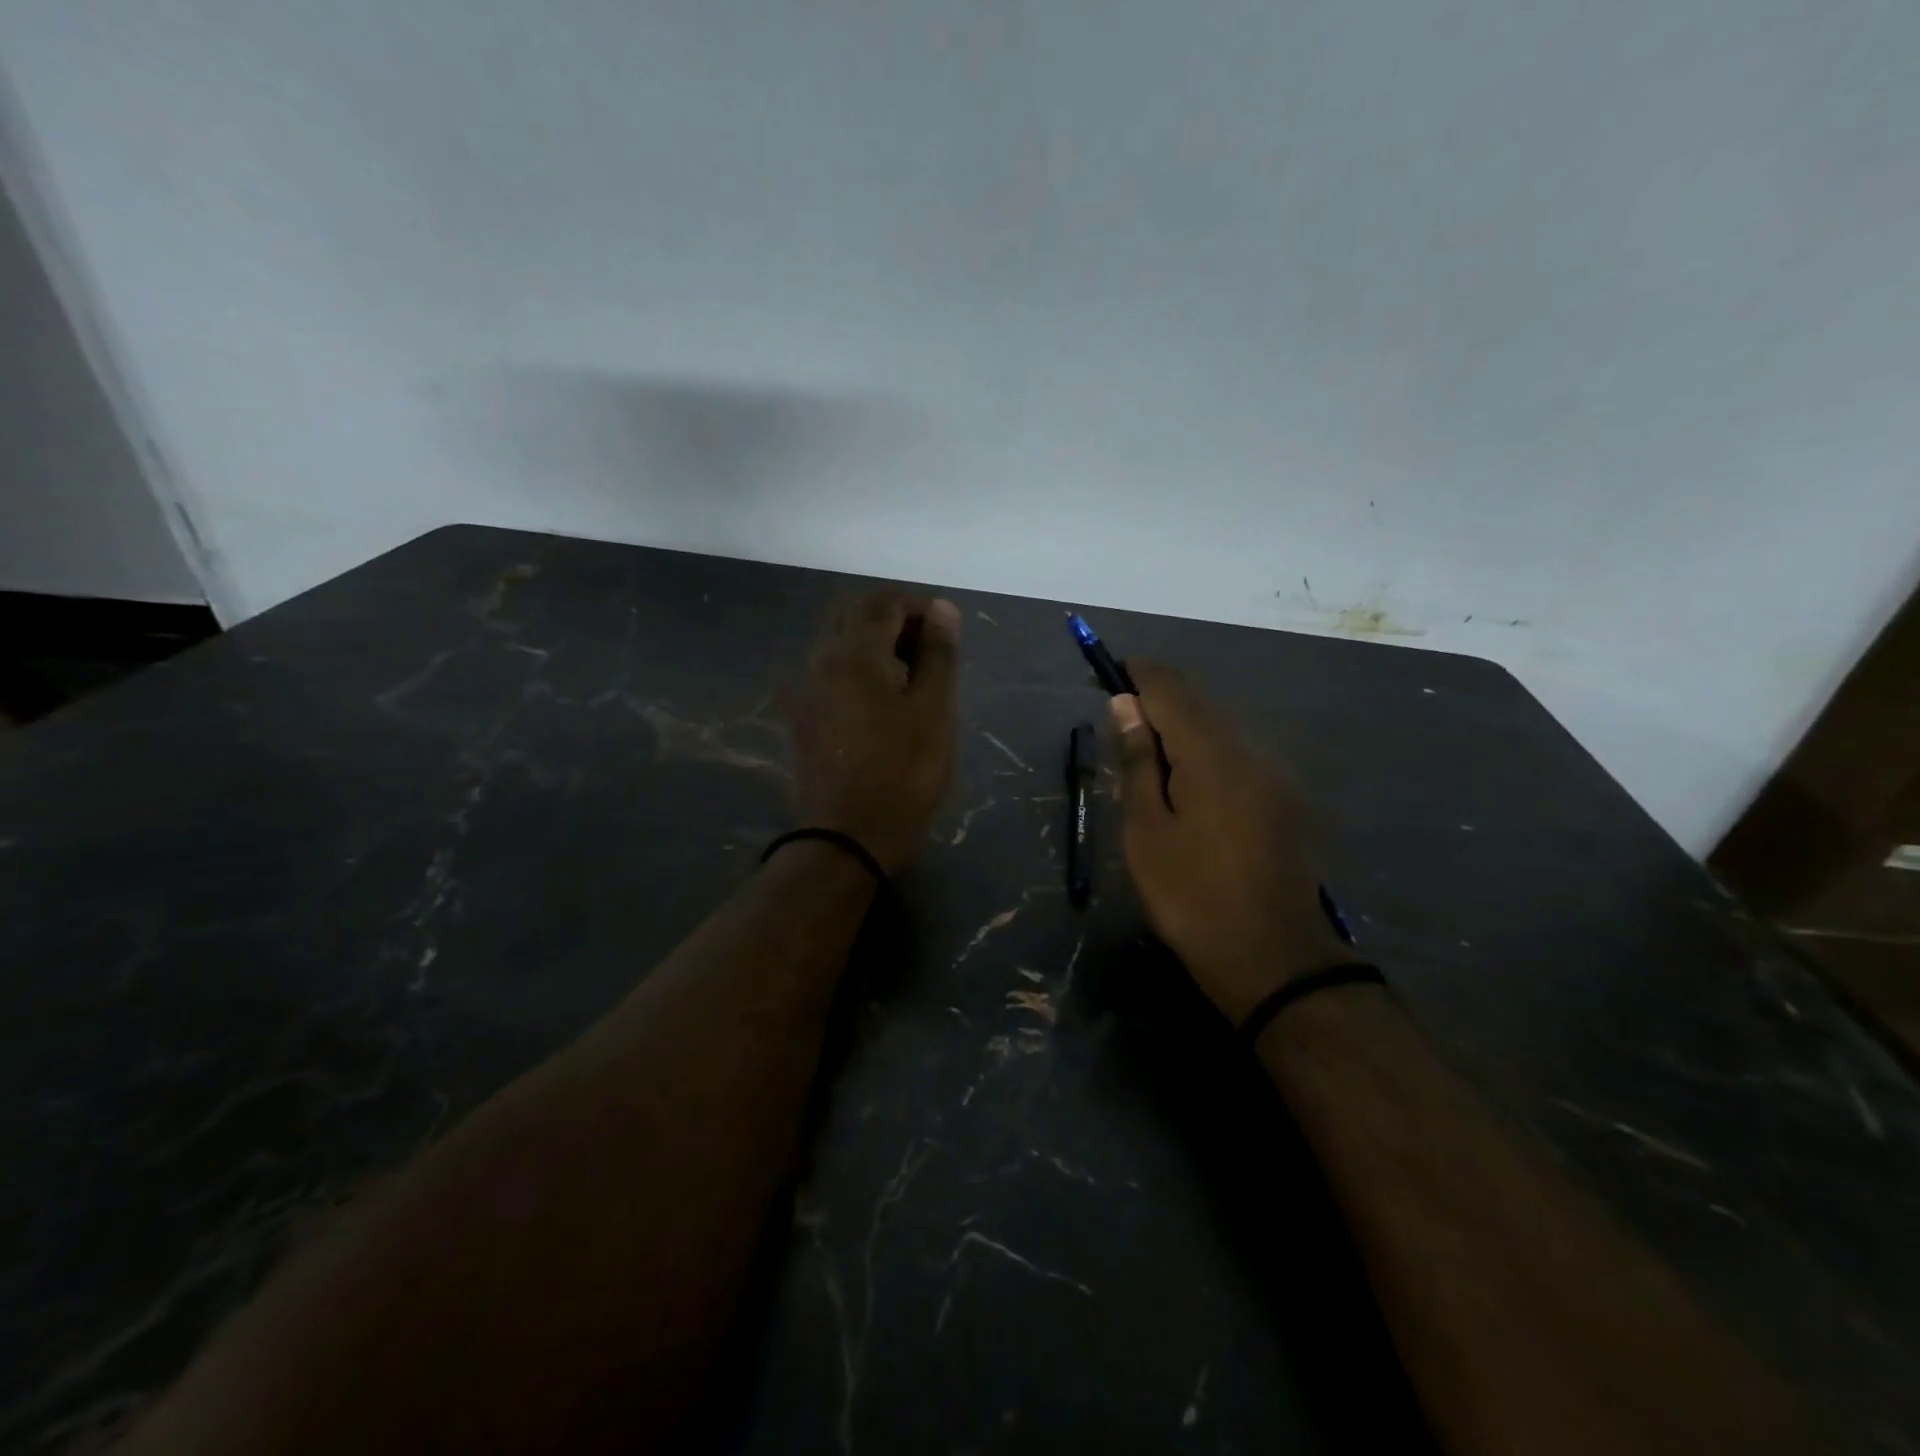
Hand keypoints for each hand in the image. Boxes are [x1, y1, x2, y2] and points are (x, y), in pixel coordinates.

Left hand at [783, 591, 960, 873]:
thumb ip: (939, 654)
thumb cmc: (903, 773)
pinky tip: (879, 698)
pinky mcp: (801, 714)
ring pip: (837, 640)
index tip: (945, 634)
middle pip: (853, 613)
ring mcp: (805, 688)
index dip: (918, 607)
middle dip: (892, 618)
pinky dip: (855, 665)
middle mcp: (820, 659)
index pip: (884, 601)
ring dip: (872, 641)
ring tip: (908, 675)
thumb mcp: (934, 712)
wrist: (846, 837)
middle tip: (926, 650)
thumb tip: (941, 608)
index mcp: (854, 653)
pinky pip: (828, 668)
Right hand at [1109, 663, 1351, 1022]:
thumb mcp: (1147, 831)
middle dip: (1160, 699)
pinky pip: (1238, 757)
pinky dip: (1205, 753)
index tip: (1112, 669)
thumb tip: (1126, 705)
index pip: (1172, 690)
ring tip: (1146, 753)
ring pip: (1221, 731)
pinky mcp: (1284, 802)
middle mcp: (1250, 753)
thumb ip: (1138, 762)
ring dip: (1183, 727)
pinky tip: (1186, 782)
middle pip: (1200, 705)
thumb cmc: (1191, 896)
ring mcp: (1274, 777)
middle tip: (1121, 717)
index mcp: (1212, 755)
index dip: (1141, 673)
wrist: (1273, 959)